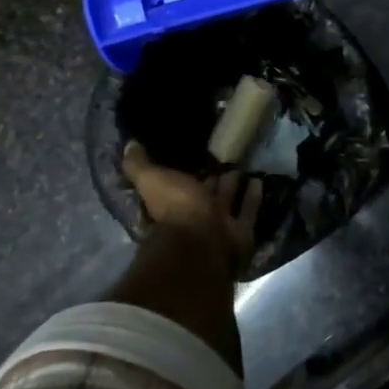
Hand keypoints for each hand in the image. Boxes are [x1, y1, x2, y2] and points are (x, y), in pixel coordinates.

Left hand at [123, 142, 262, 278]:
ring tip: (244, 167)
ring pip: (227, 202)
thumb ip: (138, 165)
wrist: (201, 243)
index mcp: (171, 206)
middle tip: (225, 160)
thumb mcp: (151, 180)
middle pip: (206, 195)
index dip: (185, 174)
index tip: (195, 156)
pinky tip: (259, 180)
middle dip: (214, 180)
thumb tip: (129, 145)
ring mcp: (219, 227)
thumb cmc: (174, 208)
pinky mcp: (241, 233)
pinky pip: (247, 212)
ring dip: (234, 187)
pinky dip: (252, 197)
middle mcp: (194, 218)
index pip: (178, 186)